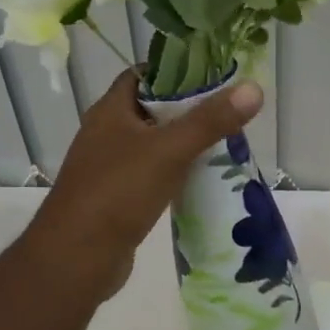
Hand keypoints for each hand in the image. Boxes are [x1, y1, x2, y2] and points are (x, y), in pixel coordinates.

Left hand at [25, 69, 262, 300]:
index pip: (142, 75)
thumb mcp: (169, 151)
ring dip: (183, 144)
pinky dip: (174, 174)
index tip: (213, 75)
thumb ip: (210, 121)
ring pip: (152, 146)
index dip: (176, 70)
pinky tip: (200, 181)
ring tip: (223, 144)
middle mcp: (106, 134)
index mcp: (110, 111)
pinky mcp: (116, 199)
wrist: (76, 259)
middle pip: (151, 110)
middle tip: (227, 112)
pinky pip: (151, 176)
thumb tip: (253, 88)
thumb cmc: (117, 193)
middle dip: (188, 109)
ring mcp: (108, 168)